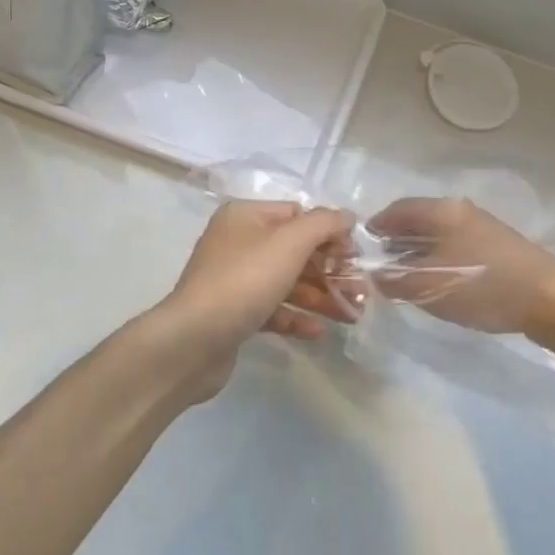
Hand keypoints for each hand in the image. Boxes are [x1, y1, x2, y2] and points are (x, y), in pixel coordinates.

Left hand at [149, 200, 357, 401]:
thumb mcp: (290, 243)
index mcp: (246, 216)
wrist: (193, 340)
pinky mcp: (233, 314)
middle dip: (330, 271)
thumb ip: (323, 224)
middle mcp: (237, 242)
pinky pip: (272, 309)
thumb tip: (346, 216)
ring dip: (320, 296)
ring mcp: (233, 280)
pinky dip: (296, 317)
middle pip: (295, 251)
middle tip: (362, 291)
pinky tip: (319, 331)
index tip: (355, 256)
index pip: (297, 214)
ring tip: (352, 315)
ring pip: (287, 282)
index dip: (329, 233)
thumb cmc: (244, 281)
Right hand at [366, 197, 554, 343]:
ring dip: (419, 251)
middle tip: (380, 263)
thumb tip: (374, 275)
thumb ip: (395, 280)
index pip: (399, 209)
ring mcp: (484, 229)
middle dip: (397, 239)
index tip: (362, 244)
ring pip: (440, 234)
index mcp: (442, 211)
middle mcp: (462, 212)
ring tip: (406, 275)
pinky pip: (458, 246)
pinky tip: (440, 280)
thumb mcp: (429, 287)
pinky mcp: (500, 249)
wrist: (551, 300)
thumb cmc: (482, 286)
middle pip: (419, 219)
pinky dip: (440, 258)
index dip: (377, 225)